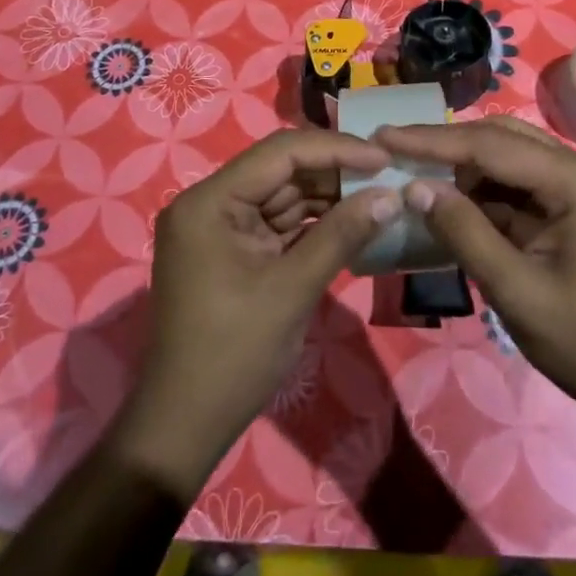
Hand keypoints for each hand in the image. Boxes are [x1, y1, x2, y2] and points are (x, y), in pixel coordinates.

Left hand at [112, 129, 402, 500]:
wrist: (185, 426)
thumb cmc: (233, 354)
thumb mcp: (292, 289)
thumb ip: (342, 234)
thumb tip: (391, 195)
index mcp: (210, 201)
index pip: (280, 153)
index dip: (335, 149)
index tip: (384, 157)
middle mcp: (211, 203)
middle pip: (282, 170)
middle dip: (336, 172)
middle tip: (389, 174)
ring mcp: (221, 228)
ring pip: (284, 195)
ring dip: (330, 196)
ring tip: (380, 194)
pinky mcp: (234, 252)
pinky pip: (280, 223)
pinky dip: (315, 223)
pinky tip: (354, 220)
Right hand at [374, 118, 575, 430]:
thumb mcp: (518, 292)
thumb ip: (465, 233)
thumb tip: (415, 187)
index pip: (493, 146)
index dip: (434, 141)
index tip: (385, 136)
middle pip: (503, 141)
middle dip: (447, 147)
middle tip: (393, 149)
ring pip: (510, 159)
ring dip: (464, 168)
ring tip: (414, 175)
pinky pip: (521, 186)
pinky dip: (484, 193)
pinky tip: (450, 201)